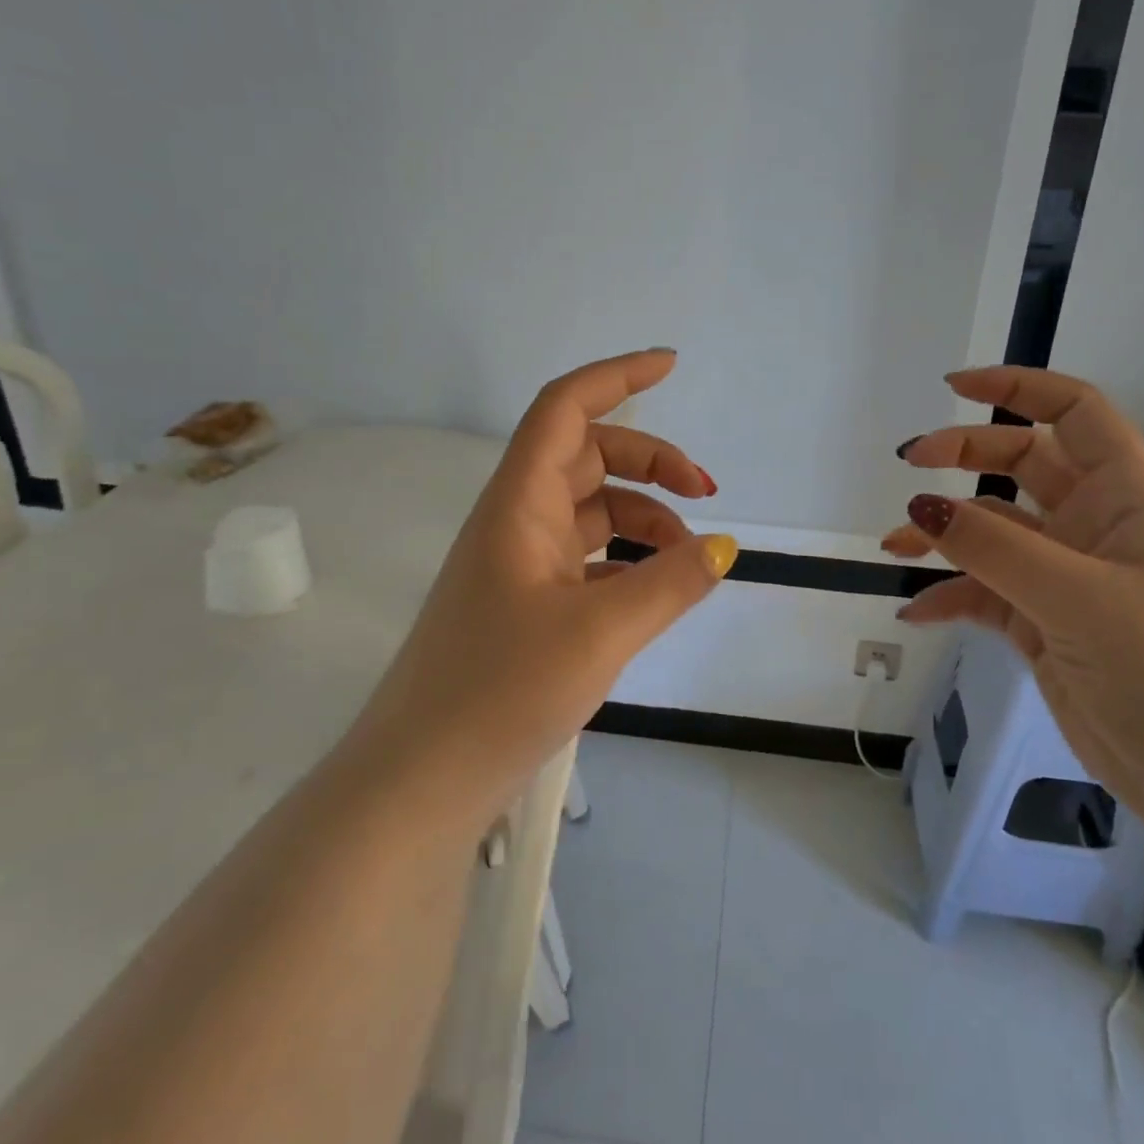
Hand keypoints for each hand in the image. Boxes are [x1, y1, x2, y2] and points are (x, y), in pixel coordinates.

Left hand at [356, 350, 736, 824]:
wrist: (420, 778)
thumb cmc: (500, 691)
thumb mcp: (601, 632)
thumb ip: (669, 583)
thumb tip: (723, 547)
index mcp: (519, 503)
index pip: (566, 408)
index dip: (617, 377)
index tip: (671, 365)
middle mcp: (515, 519)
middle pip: (587, 456)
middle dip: (650, 461)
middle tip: (707, 492)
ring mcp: (516, 562)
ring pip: (588, 510)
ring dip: (642, 516)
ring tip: (688, 556)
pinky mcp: (522, 603)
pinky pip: (583, 556)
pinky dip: (623, 559)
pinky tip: (653, 591)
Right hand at [884, 366, 1143, 825]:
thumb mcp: (1078, 598)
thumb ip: (994, 548)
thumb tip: (919, 502)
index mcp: (1125, 502)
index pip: (1076, 415)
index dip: (1020, 389)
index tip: (954, 387)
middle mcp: (1093, 529)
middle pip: (1022, 464)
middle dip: (964, 455)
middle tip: (910, 464)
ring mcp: (1065, 580)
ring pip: (992, 532)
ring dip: (943, 532)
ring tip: (895, 544)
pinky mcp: (1044, 626)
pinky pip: (984, 594)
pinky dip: (948, 597)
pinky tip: (915, 611)